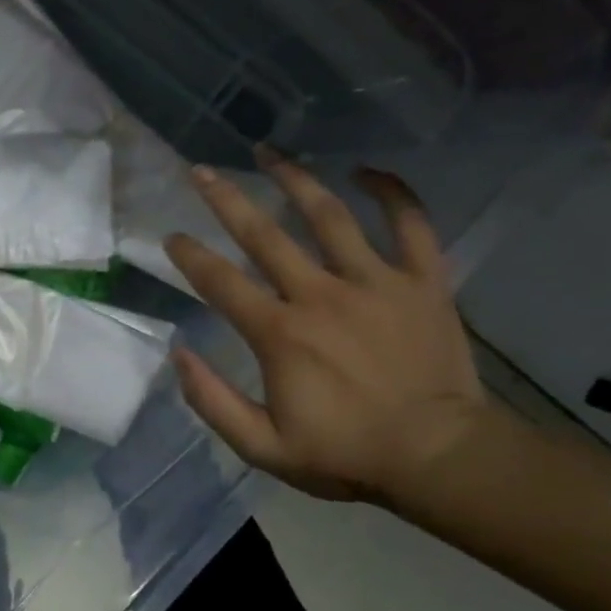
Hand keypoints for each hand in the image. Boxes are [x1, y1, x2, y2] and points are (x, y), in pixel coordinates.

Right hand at [165, 159, 486, 506]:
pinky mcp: (422, 283)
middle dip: (226, 198)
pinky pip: (411, 225)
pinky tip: (367, 171)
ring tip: (269, 151)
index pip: (220, 281)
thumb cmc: (346, 455)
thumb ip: (212, 402)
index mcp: (279, 333)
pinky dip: (392, 193)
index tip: (171, 237)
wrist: (439, 459)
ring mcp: (375, 282)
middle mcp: (320, 294)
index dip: (189, 255)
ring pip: (329, 215)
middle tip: (201, 170)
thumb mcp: (263, 447)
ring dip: (295, 178)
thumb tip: (178, 354)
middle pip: (264, 234)